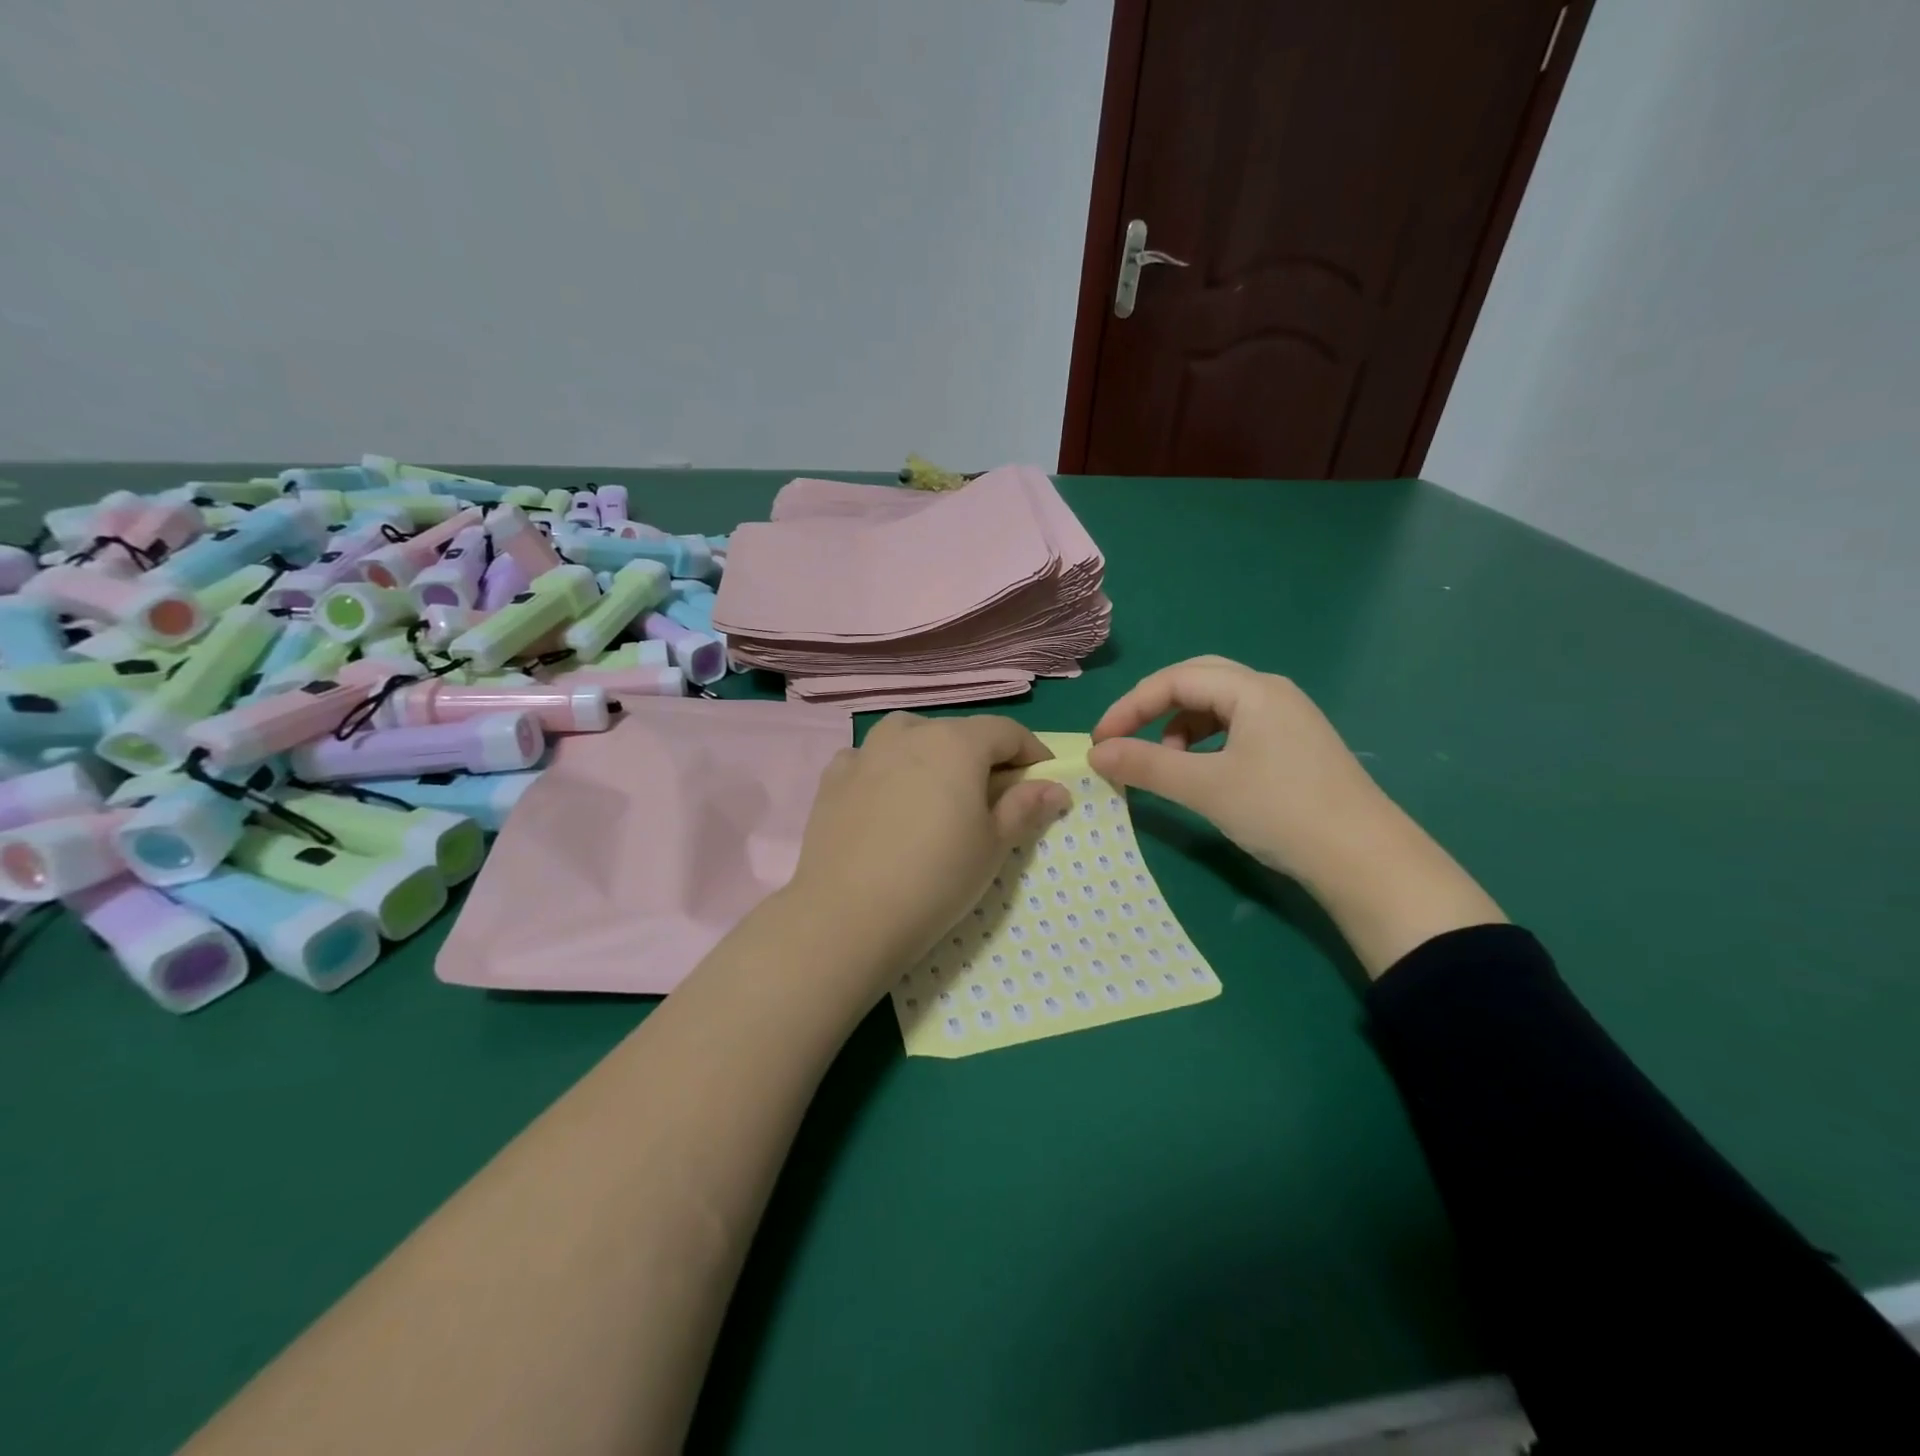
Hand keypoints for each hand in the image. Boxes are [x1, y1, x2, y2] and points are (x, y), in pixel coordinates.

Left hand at [786, 713, 1070, 990]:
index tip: (1043, 783)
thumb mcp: (993, 846)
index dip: (1032, 754)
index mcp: (955, 742)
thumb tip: (1055, 788)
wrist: (846, 915)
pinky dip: (888, 772)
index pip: (1007, 732)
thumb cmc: (936, 878)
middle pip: (958, 734)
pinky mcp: (832, 778)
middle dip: (982, 759)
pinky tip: (888, 803)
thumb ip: (1025, 807)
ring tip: (937, 797)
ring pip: (910, 739)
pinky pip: (871, 761)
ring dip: (932, 758)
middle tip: (992, 801)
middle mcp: (908, 732)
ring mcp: (864, 752)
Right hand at [1086, 656, 1391, 884]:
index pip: (1175, 680)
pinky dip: (1206, 743)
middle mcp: (1271, 692)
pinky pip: (1237, 728)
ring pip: (1218, 706)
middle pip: (1197, 681)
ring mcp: (1288, 718)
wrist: (1366, 861)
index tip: (1101, 741)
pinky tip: (1202, 772)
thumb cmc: (1281, 812)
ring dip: (1181, 726)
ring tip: (1167, 763)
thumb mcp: (1205, 787)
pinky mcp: (1295, 746)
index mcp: (1253, 690)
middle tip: (1126, 738)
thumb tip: (1095, 753)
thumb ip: (1145, 765)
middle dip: (1154, 707)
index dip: (1130, 706)